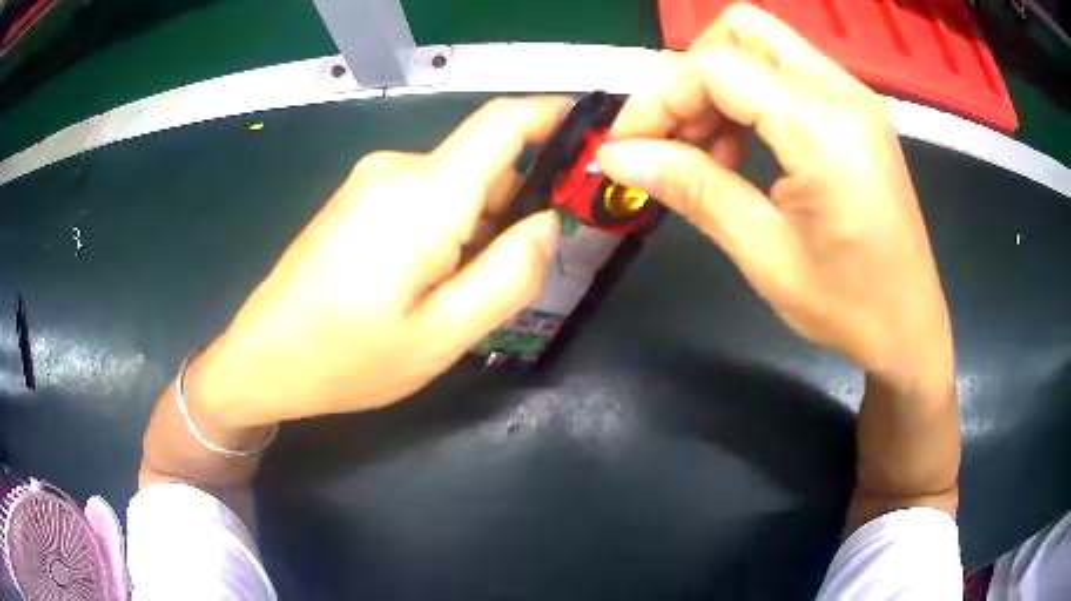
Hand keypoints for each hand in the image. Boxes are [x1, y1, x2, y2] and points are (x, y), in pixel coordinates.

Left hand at [191, 97, 569, 426]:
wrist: (261, 358)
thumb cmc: (347, 358)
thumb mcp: (441, 337)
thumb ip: (507, 276)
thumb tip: (546, 223)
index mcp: (424, 195)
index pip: (503, 122)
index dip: (554, 117)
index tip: (592, 139)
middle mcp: (398, 169)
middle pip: (485, 164)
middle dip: (517, 205)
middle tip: (518, 274)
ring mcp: (372, 180)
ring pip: (455, 185)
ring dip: (478, 225)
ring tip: (459, 293)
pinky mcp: (357, 197)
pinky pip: (424, 196)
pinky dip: (447, 227)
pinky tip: (424, 282)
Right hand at [597, 4, 952, 384]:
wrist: (910, 328)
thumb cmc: (847, 306)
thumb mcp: (763, 254)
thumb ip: (692, 188)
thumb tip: (617, 157)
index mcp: (824, 127)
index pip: (716, 67)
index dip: (658, 98)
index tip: (627, 146)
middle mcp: (842, 91)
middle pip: (741, 30)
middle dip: (691, 72)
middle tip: (674, 135)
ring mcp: (853, 96)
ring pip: (762, 45)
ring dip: (718, 84)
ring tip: (707, 150)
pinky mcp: (855, 111)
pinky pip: (787, 73)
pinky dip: (749, 95)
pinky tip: (743, 147)